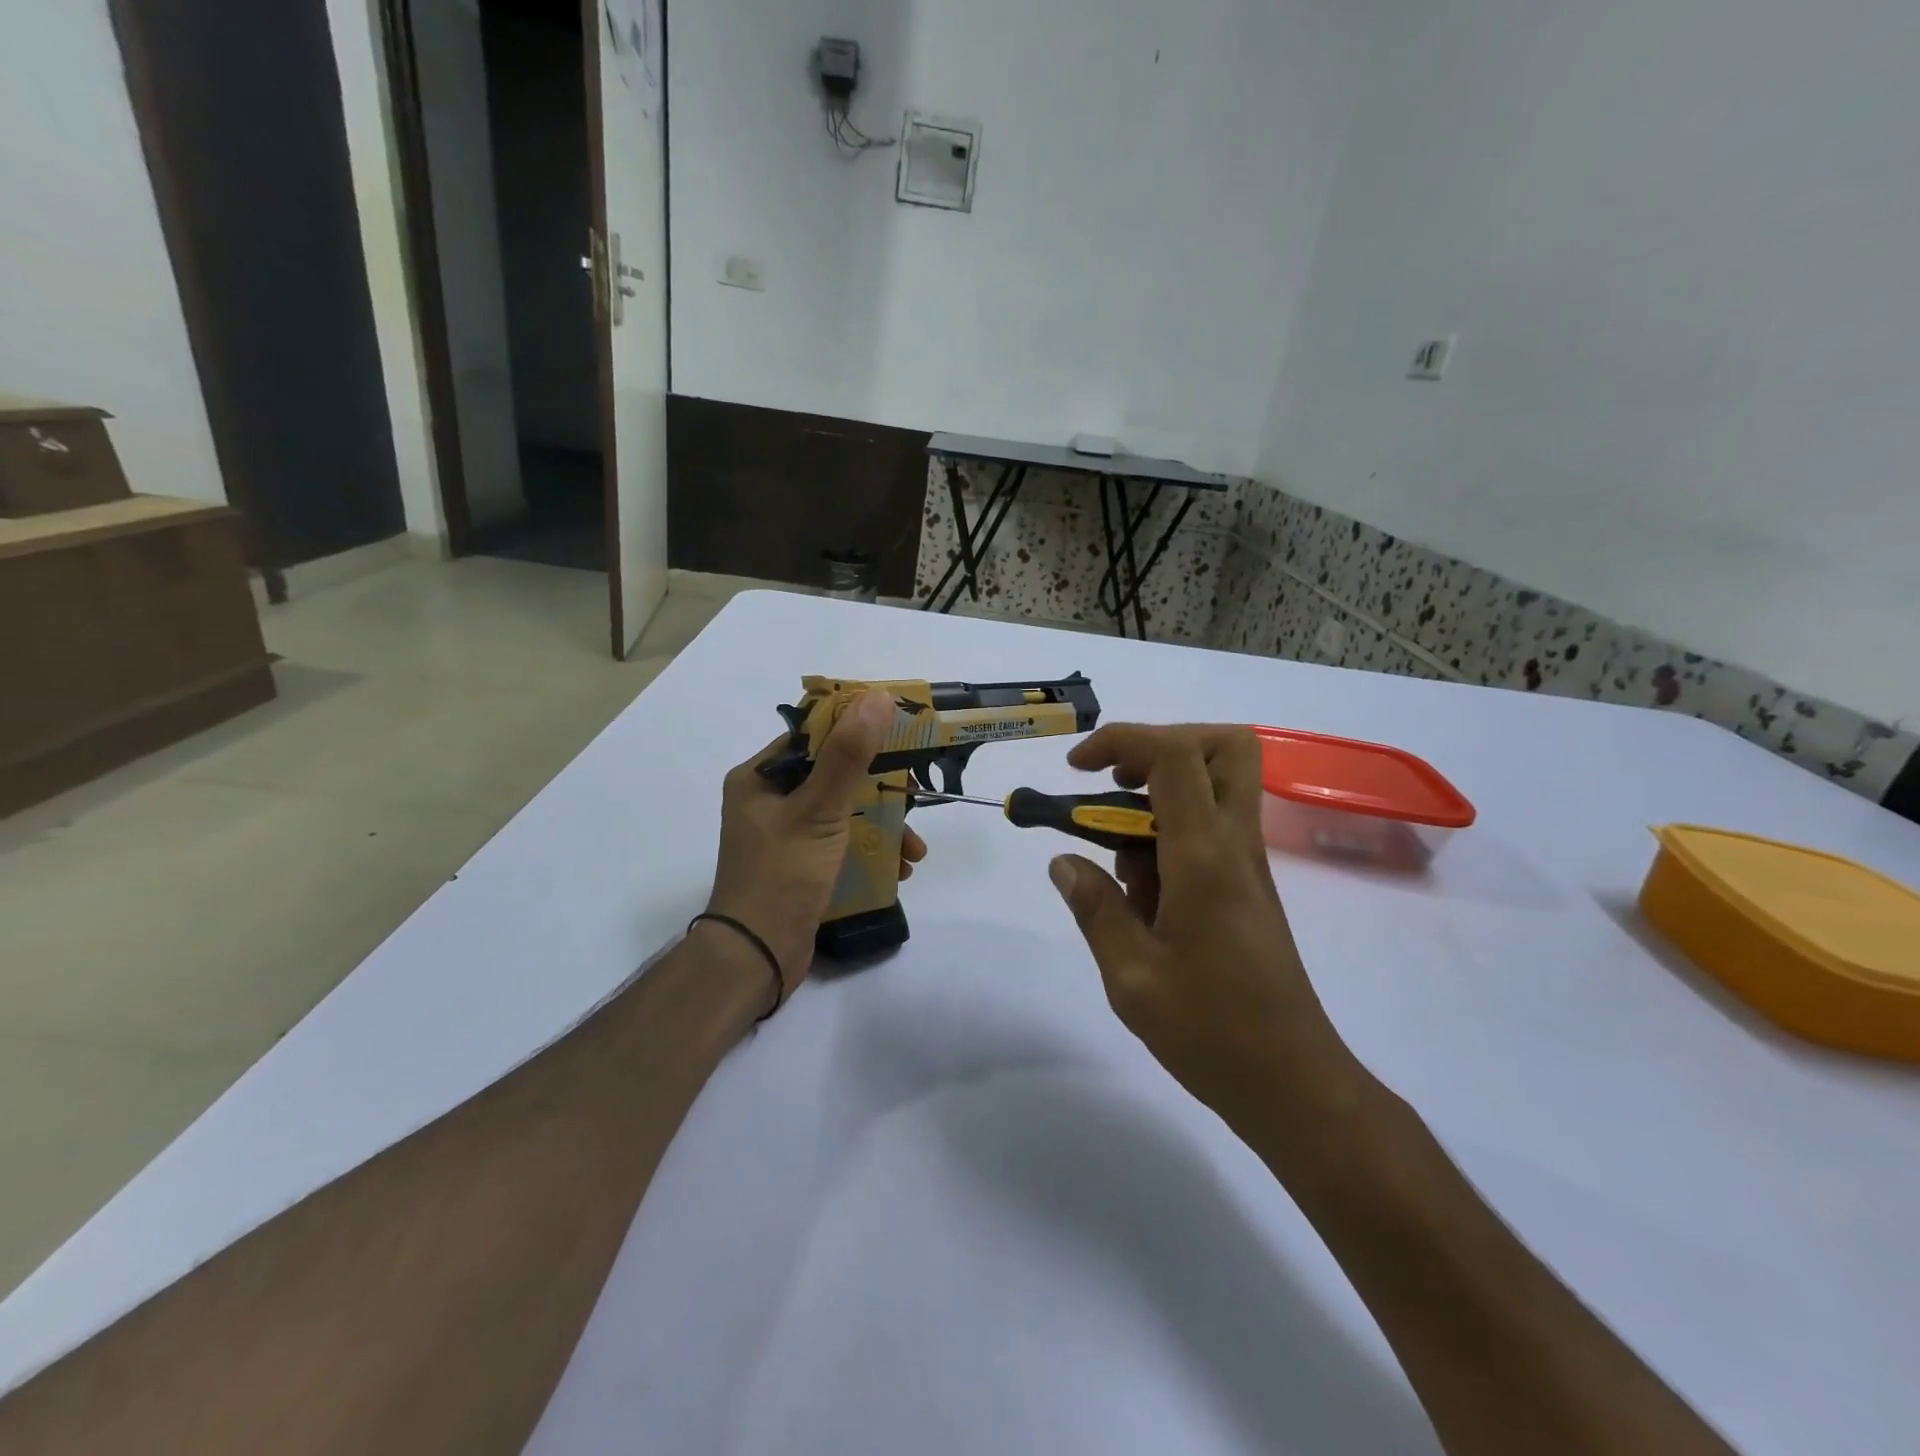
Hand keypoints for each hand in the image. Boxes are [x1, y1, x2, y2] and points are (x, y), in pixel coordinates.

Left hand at [707, 692, 927, 1002]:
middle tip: (916, 798)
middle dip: (882, 791)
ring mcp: (785, 835)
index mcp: (760, 778)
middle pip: (835, 776)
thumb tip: (878, 698)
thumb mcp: (820, 811)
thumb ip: (849, 755)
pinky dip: (871, 850)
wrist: (756, 958)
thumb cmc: (782, 875)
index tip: (901, 735)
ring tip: (915, 851)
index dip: (858, 730)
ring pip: (844, 812)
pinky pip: (842, 842)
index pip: (814, 737)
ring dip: (883, 825)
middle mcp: (769, 800)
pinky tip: (900, 869)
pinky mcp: (801, 864)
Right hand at [1049, 724, 1358, 1128]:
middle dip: (1162, 744)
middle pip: (1224, 747)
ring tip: (1115, 854)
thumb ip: (1095, 908)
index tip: (1077, 768)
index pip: (1174, 755)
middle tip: (1116, 784)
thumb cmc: (1211, 1032)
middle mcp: (1235, 845)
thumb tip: (1063, 862)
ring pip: (1218, 786)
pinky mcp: (1247, 888)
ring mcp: (1247, 865)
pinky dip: (1169, 834)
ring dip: (1160, 795)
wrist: (1294, 1084)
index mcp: (1205, 857)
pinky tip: (1139, 892)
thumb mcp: (1131, 976)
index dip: (1122, 741)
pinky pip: (1211, 830)